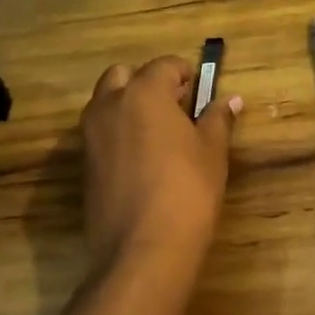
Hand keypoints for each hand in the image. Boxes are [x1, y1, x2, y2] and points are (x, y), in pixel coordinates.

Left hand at [81, 56, 238, 268]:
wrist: (144, 249)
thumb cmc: (187, 190)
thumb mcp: (212, 151)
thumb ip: (217, 118)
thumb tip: (230, 99)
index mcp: (143, 93)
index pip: (163, 65)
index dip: (184, 72)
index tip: (198, 88)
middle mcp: (109, 106)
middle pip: (122, 75)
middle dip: (146, 82)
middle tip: (174, 105)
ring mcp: (90, 136)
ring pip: (106, 104)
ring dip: (127, 106)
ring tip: (159, 133)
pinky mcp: (84, 166)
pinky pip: (100, 134)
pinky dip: (118, 134)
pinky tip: (143, 160)